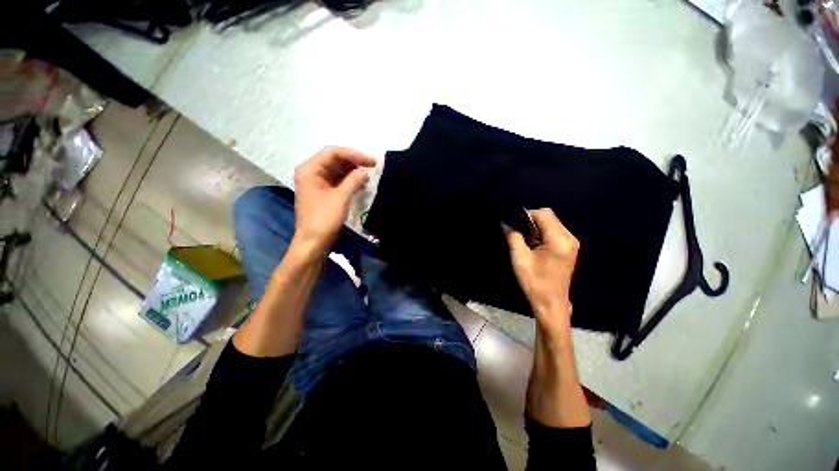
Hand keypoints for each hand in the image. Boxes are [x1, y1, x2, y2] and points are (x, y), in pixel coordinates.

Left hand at [293, 147, 375, 254]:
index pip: (333, 152)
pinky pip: (338, 181)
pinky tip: (362, 185)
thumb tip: (366, 170)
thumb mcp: (341, 197)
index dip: (354, 154)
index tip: (372, 161)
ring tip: (370, 175)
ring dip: (353, 172)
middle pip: (335, 160)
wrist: (313, 242)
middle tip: (373, 166)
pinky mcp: (323, 192)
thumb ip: (354, 180)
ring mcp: (317, 183)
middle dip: (354, 162)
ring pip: (337, 170)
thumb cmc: (324, 219)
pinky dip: (350, 181)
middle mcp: (311, 172)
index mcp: (310, 169)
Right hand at [506, 208, 578, 332]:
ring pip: (552, 223)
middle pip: (549, 217)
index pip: (544, 214)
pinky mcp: (569, 248)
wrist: (551, 303)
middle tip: (518, 233)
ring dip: (536, 227)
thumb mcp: (520, 259)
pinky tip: (534, 245)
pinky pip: (554, 231)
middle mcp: (569, 238)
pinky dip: (542, 233)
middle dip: (531, 221)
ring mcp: (571, 243)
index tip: (514, 224)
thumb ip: (514, 237)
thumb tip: (506, 223)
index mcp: (559, 240)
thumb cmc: (535, 282)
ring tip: (525, 240)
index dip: (527, 215)